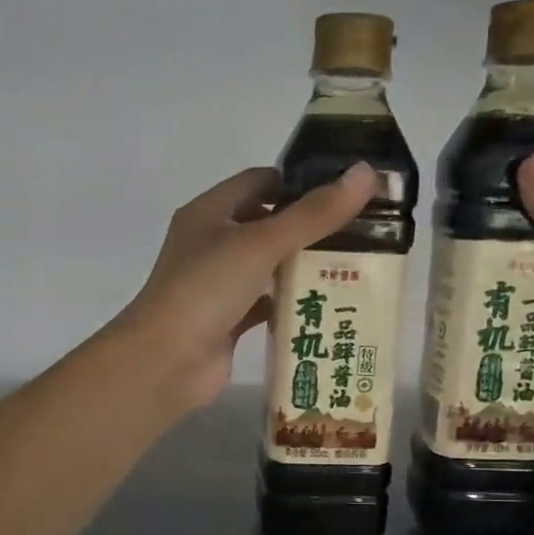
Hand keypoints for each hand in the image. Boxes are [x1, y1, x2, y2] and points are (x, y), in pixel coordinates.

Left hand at [113, 163, 379, 411]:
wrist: (166, 361)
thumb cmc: (207, 288)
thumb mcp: (262, 243)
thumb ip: (314, 213)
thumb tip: (366, 173)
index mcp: (210, 212)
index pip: (260, 182)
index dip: (300, 182)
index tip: (345, 190)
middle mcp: (212, 243)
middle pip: (268, 224)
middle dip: (311, 227)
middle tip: (363, 231)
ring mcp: (219, 284)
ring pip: (269, 267)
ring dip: (304, 267)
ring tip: (357, 265)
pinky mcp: (228, 320)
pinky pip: (266, 304)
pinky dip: (292, 304)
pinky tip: (329, 304)